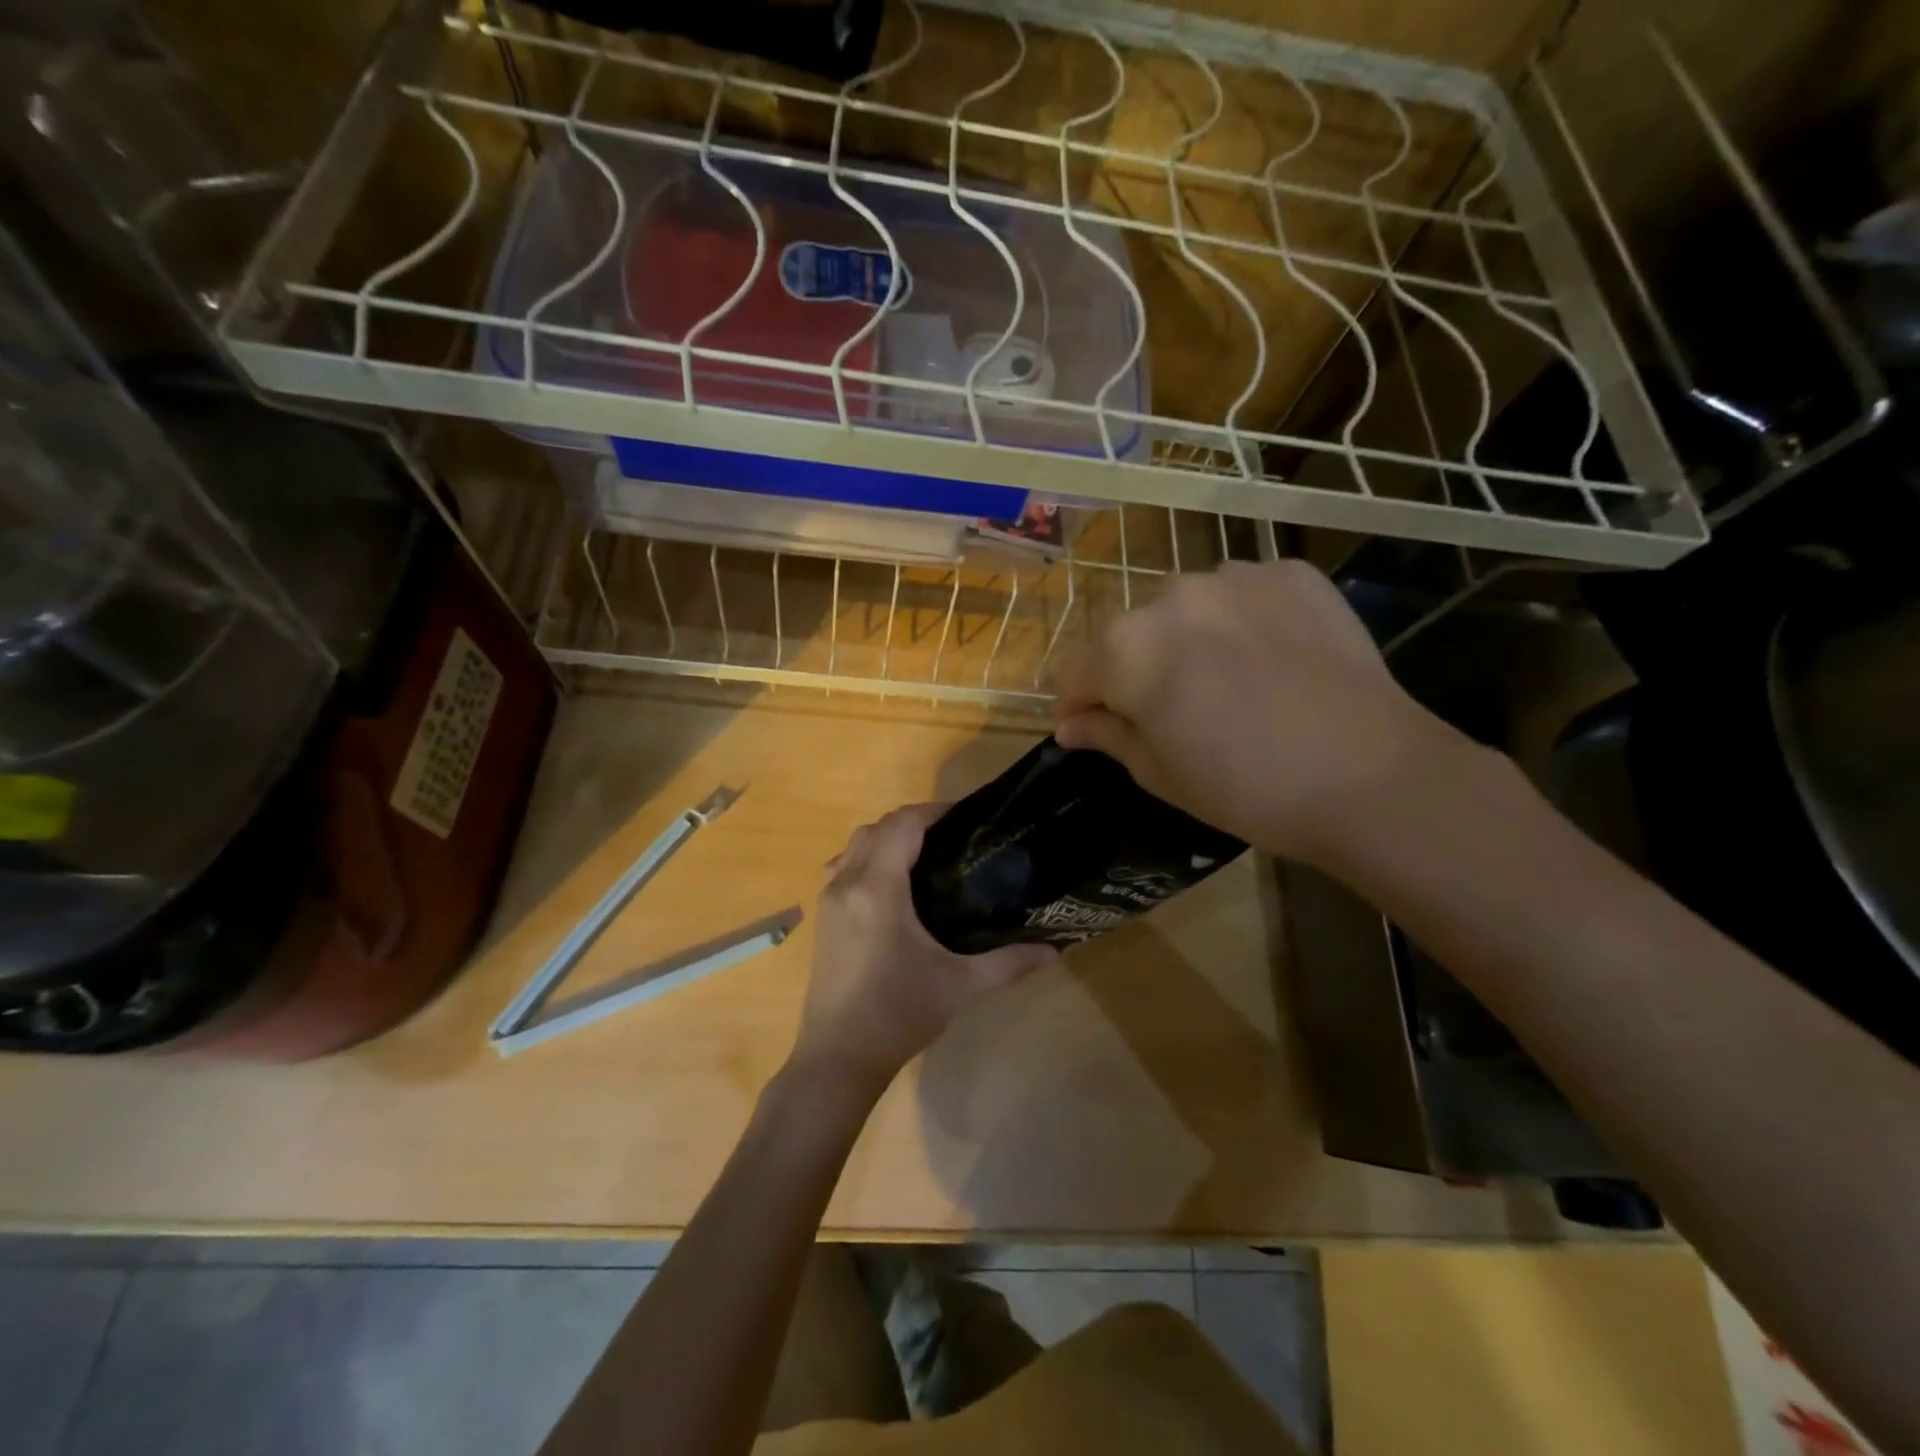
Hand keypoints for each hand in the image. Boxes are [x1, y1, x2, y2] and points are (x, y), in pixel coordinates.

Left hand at [794, 805, 1056, 1090]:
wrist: (839, 1058)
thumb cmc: (899, 1014)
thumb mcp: (960, 985)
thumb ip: (1008, 963)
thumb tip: (1054, 950)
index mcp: (878, 888)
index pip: (903, 824)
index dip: (934, 812)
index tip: (967, 817)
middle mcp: (847, 883)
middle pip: (877, 828)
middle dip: (914, 822)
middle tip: (954, 838)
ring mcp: (828, 900)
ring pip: (855, 844)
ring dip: (887, 838)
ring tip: (926, 856)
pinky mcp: (822, 918)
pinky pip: (843, 867)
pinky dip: (867, 858)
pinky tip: (892, 886)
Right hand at [1054, 560, 1476, 869]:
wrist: (1371, 777)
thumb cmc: (1247, 788)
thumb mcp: (1160, 774)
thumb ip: (1107, 735)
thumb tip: (1070, 725)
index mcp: (1128, 649)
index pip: (1079, 671)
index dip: (1078, 704)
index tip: (1087, 728)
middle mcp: (1172, 596)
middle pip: (1133, 634)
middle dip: (1135, 670)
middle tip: (1168, 714)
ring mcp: (1237, 577)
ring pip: (1189, 608)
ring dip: (1189, 639)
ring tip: (1225, 682)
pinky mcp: (1293, 575)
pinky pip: (1245, 593)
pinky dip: (1243, 620)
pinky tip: (1269, 659)